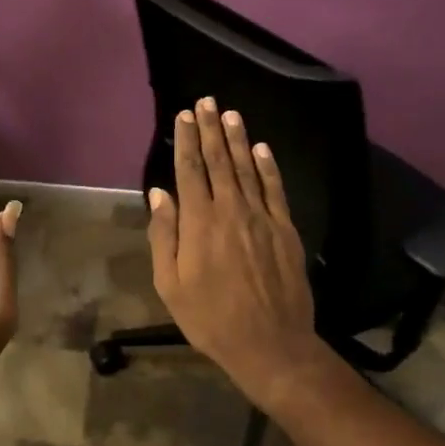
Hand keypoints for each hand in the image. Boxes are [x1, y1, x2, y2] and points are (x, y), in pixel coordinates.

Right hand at [146, 97, 328, 410]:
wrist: (270, 344)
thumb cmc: (210, 318)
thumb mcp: (170, 283)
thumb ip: (164, 235)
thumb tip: (159, 193)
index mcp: (199, 222)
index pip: (189, 169)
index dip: (185, 140)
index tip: (183, 116)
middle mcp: (230, 209)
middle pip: (218, 160)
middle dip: (209, 129)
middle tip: (205, 102)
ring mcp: (261, 217)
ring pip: (247, 168)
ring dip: (237, 139)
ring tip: (229, 113)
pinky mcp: (285, 229)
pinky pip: (275, 188)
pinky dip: (268, 166)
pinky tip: (261, 148)